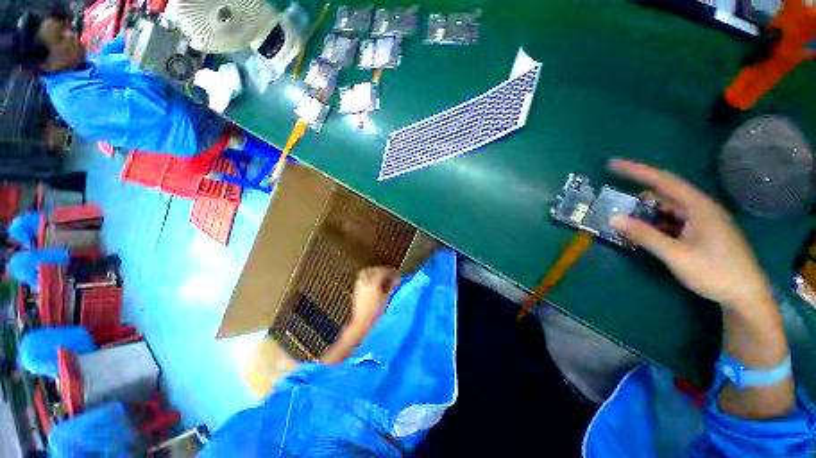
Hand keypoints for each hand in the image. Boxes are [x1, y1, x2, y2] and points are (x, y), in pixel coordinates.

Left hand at [351, 267, 399, 329]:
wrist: (362, 324)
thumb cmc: (376, 312)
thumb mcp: (386, 299)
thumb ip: (391, 287)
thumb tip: (396, 280)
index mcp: (372, 283)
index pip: (382, 272)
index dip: (391, 272)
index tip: (396, 274)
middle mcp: (364, 282)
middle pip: (372, 270)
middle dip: (380, 270)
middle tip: (387, 273)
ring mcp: (359, 286)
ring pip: (365, 274)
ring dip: (373, 273)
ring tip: (381, 278)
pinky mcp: (356, 292)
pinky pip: (362, 280)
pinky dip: (369, 279)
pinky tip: (374, 285)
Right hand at [608, 159, 773, 312]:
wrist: (746, 295)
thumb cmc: (716, 272)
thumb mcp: (677, 255)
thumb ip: (645, 236)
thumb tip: (614, 219)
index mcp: (698, 207)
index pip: (663, 180)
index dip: (637, 170)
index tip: (612, 164)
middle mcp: (700, 208)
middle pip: (664, 195)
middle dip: (638, 199)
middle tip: (615, 206)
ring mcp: (702, 221)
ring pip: (667, 210)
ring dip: (646, 214)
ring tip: (626, 224)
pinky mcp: (702, 232)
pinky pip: (673, 221)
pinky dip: (656, 224)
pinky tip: (646, 235)